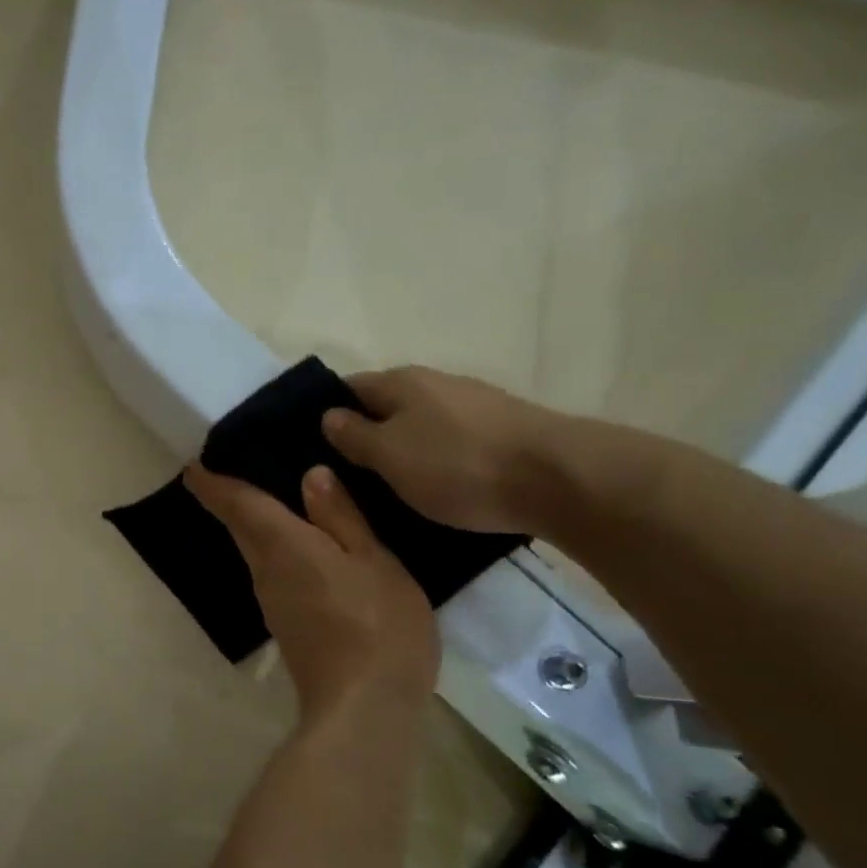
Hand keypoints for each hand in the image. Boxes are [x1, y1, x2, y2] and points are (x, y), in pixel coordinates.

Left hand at [185, 462, 438, 719]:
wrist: (363, 708)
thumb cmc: (377, 625)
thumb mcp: (373, 562)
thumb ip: (341, 518)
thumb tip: (310, 475)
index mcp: (282, 546)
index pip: (237, 505)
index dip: (212, 483)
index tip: (193, 466)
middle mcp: (265, 571)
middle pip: (240, 527)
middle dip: (231, 500)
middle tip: (238, 469)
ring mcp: (272, 602)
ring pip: (256, 551)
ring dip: (255, 525)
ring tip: (277, 498)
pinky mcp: (286, 624)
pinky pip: (274, 572)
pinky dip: (277, 550)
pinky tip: (304, 546)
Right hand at [320, 367, 562, 535]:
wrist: (558, 479)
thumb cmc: (457, 465)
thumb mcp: (390, 455)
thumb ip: (354, 435)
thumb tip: (329, 415)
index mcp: (401, 382)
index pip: (348, 387)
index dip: (325, 412)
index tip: (308, 446)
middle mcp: (436, 383)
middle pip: (385, 405)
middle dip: (363, 433)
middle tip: (341, 474)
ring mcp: (473, 405)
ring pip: (419, 424)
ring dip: (400, 448)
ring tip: (383, 485)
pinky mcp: (501, 431)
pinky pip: (449, 442)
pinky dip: (433, 460)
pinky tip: (431, 486)